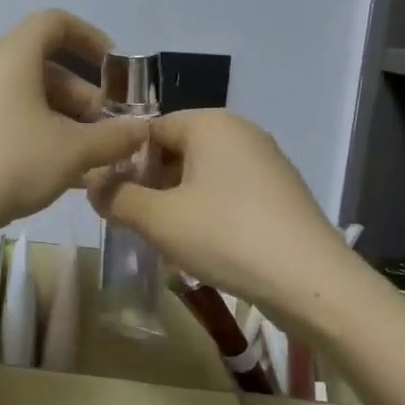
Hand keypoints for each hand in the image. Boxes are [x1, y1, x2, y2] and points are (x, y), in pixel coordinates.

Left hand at [0, 10, 146, 263]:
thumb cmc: (7, 163)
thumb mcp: (71, 151)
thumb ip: (113, 138)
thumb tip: (142, 130)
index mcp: (12, 57)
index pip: (55, 23)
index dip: (90, 38)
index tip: (116, 70)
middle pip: (46, 68)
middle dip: (85, 96)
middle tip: (111, 131)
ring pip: (30, 101)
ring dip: (66, 123)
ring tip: (94, 159)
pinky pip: (11, 124)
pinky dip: (40, 139)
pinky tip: (63, 176)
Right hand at [88, 109, 353, 320]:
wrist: (311, 282)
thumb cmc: (225, 236)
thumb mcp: (157, 219)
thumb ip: (116, 197)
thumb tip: (93, 186)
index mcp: (209, 123)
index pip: (149, 128)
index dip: (124, 161)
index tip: (111, 197)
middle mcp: (240, 131)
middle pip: (177, 149)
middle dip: (150, 183)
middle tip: (134, 220)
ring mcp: (266, 161)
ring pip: (202, 174)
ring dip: (177, 201)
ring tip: (164, 238)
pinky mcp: (281, 192)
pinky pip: (229, 192)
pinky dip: (208, 212)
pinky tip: (203, 246)